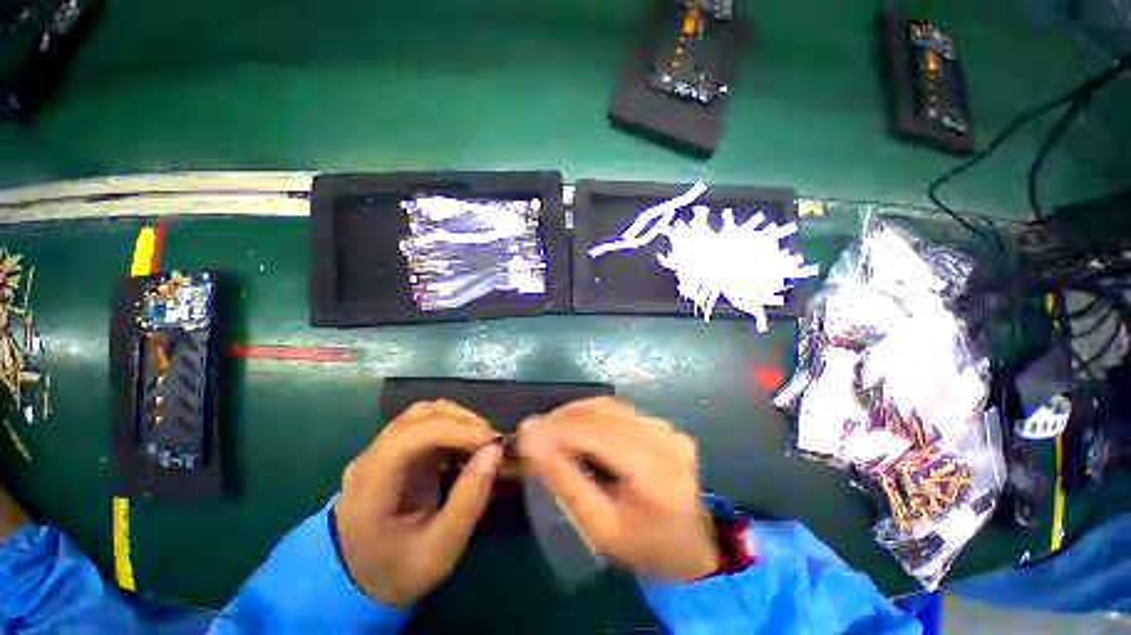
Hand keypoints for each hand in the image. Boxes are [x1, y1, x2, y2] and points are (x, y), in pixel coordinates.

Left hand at [335, 400, 501, 605]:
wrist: (358, 578)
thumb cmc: (399, 569)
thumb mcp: (440, 550)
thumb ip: (469, 500)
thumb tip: (495, 451)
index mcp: (370, 488)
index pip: (407, 438)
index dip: (452, 430)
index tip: (490, 440)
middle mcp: (370, 458)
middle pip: (418, 417)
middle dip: (461, 422)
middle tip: (492, 442)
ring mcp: (380, 449)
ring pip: (423, 413)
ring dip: (458, 419)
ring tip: (483, 439)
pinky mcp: (394, 448)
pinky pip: (426, 422)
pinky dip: (453, 424)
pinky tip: (467, 442)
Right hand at [518, 398, 719, 581]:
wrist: (691, 547)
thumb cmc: (644, 548)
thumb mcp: (599, 526)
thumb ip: (564, 480)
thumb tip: (532, 440)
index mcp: (655, 472)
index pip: (599, 435)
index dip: (560, 429)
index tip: (526, 430)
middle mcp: (666, 441)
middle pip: (604, 415)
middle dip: (563, 419)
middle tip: (534, 429)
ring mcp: (668, 429)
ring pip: (611, 406)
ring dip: (576, 412)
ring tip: (550, 427)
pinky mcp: (664, 426)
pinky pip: (620, 409)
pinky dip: (593, 412)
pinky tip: (575, 423)